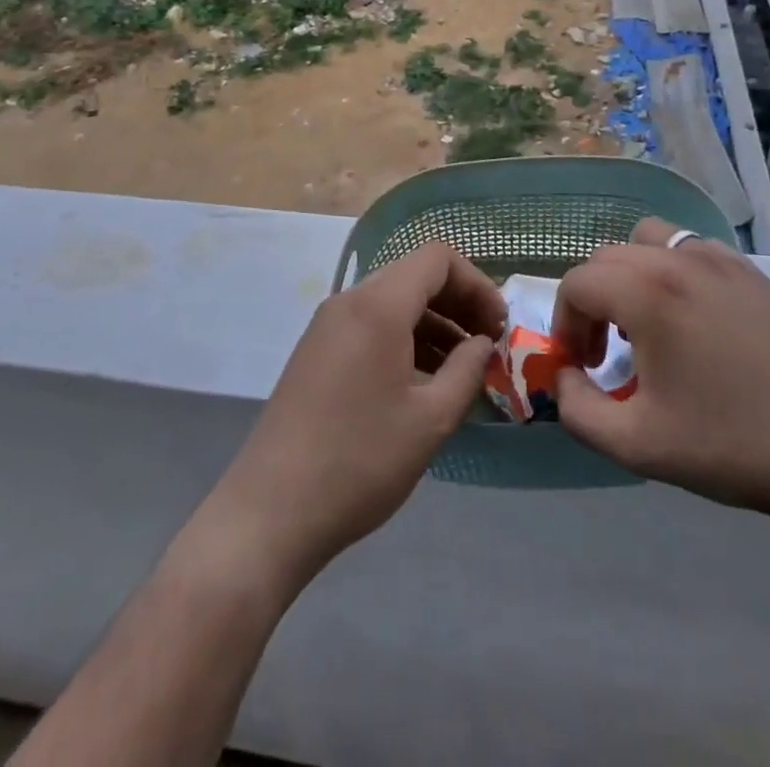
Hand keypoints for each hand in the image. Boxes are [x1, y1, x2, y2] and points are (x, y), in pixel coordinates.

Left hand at [202, 242, 506, 586]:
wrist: (271, 511)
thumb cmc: (360, 461)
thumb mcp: (430, 419)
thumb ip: (466, 370)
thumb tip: (482, 343)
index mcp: (378, 305)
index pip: (437, 259)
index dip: (476, 283)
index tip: (498, 326)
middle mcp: (349, 301)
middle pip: (414, 275)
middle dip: (458, 302)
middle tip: (486, 345)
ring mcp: (327, 325)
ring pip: (392, 301)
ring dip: (433, 323)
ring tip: (460, 369)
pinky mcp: (316, 351)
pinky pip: (370, 324)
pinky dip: (404, 338)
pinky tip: (421, 381)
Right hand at [552, 218, 769, 518]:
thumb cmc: (731, 445)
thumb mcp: (637, 445)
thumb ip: (577, 410)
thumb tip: (564, 378)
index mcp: (645, 293)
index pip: (577, 283)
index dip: (565, 323)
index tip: (581, 365)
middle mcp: (677, 260)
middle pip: (607, 257)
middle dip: (592, 300)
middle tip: (605, 351)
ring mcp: (720, 261)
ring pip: (649, 240)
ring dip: (630, 274)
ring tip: (646, 322)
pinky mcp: (752, 273)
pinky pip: (692, 249)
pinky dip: (673, 269)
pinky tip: (694, 318)